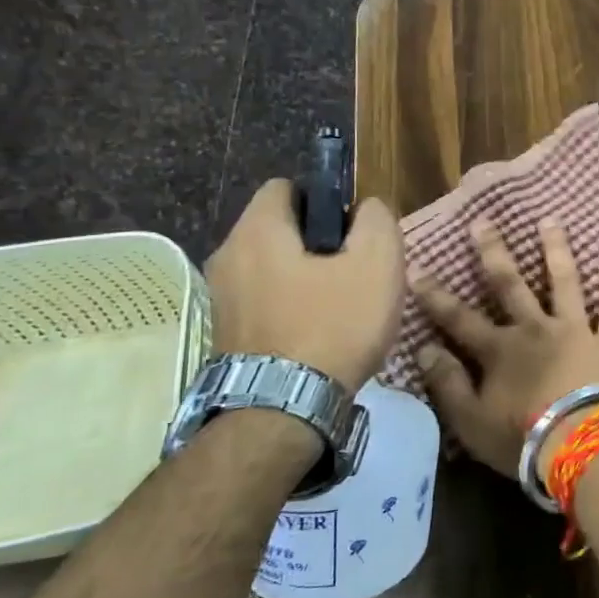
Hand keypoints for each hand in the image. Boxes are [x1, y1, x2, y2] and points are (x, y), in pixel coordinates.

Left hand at [207, 181, 404, 391]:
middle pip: (279, 230)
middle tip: (354, 272)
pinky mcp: (223, 334)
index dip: (325, 200)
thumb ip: (376, 220)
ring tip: (340, 309)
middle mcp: (227, 256)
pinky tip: (318, 335)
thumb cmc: (333, 325)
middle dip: (318, 243)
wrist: (284, 410)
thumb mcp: (377, 263)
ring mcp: (220, 298)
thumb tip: (366, 209)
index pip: (287, 187)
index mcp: (258, 230)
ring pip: (272, 269)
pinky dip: (289, 309)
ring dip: (304, 279)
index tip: (352, 232)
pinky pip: (263, 302)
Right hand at [413, 218, 598, 478]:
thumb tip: (423, 349)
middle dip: (493, 253)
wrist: (583, 446)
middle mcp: (535, 329)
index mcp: (500, 351)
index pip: (458, 318)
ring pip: (564, 282)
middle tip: (483, 222)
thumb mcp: (471, 422)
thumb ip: (447, 384)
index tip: (417, 267)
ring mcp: (575, 330)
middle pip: (510, 285)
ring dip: (555, 249)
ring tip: (550, 220)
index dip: (435, 295)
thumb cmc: (522, 440)